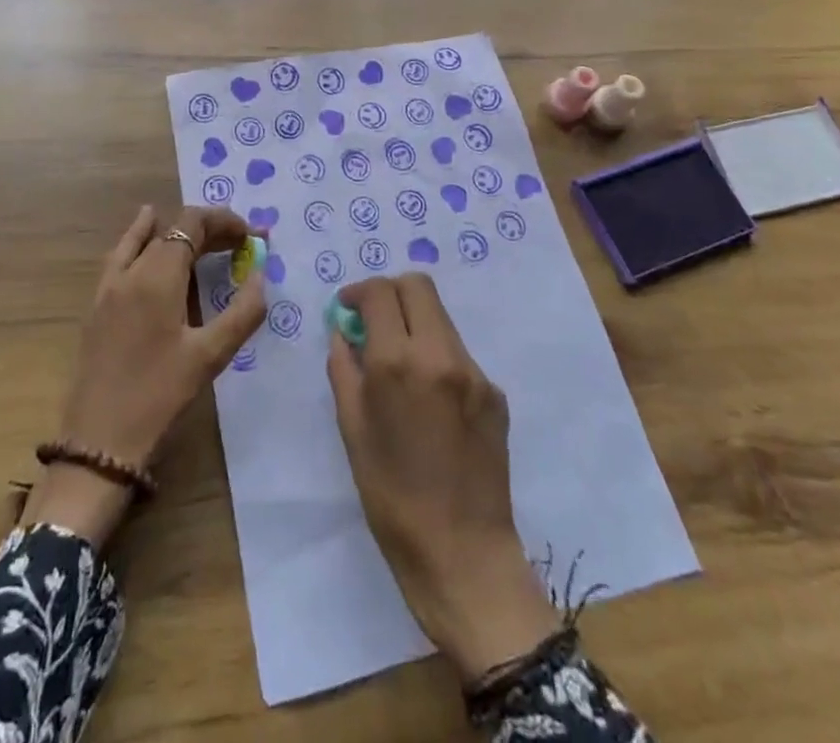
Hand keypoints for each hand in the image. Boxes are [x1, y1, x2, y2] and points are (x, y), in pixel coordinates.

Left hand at [23, 206, 264, 546]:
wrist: (99, 441)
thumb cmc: (159, 396)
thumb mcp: (211, 356)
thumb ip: (242, 311)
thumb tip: (259, 275)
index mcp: (158, 276)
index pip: (192, 223)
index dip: (224, 221)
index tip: (251, 237)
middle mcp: (131, 270)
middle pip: (171, 229)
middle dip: (208, 229)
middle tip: (240, 245)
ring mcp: (109, 286)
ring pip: (145, 239)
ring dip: (176, 234)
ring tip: (205, 240)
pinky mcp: (97, 304)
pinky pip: (122, 256)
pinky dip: (140, 240)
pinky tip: (148, 244)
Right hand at [327, 274, 559, 681]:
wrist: (462, 553)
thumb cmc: (391, 496)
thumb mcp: (352, 429)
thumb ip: (344, 368)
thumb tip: (344, 332)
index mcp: (398, 362)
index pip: (380, 291)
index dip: (359, 292)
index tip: (348, 309)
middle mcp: (440, 354)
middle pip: (417, 286)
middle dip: (390, 293)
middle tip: (374, 322)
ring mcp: (474, 371)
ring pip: (440, 318)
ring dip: (415, 324)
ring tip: (399, 364)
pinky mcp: (495, 392)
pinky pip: (458, 355)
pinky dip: (437, 358)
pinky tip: (429, 402)